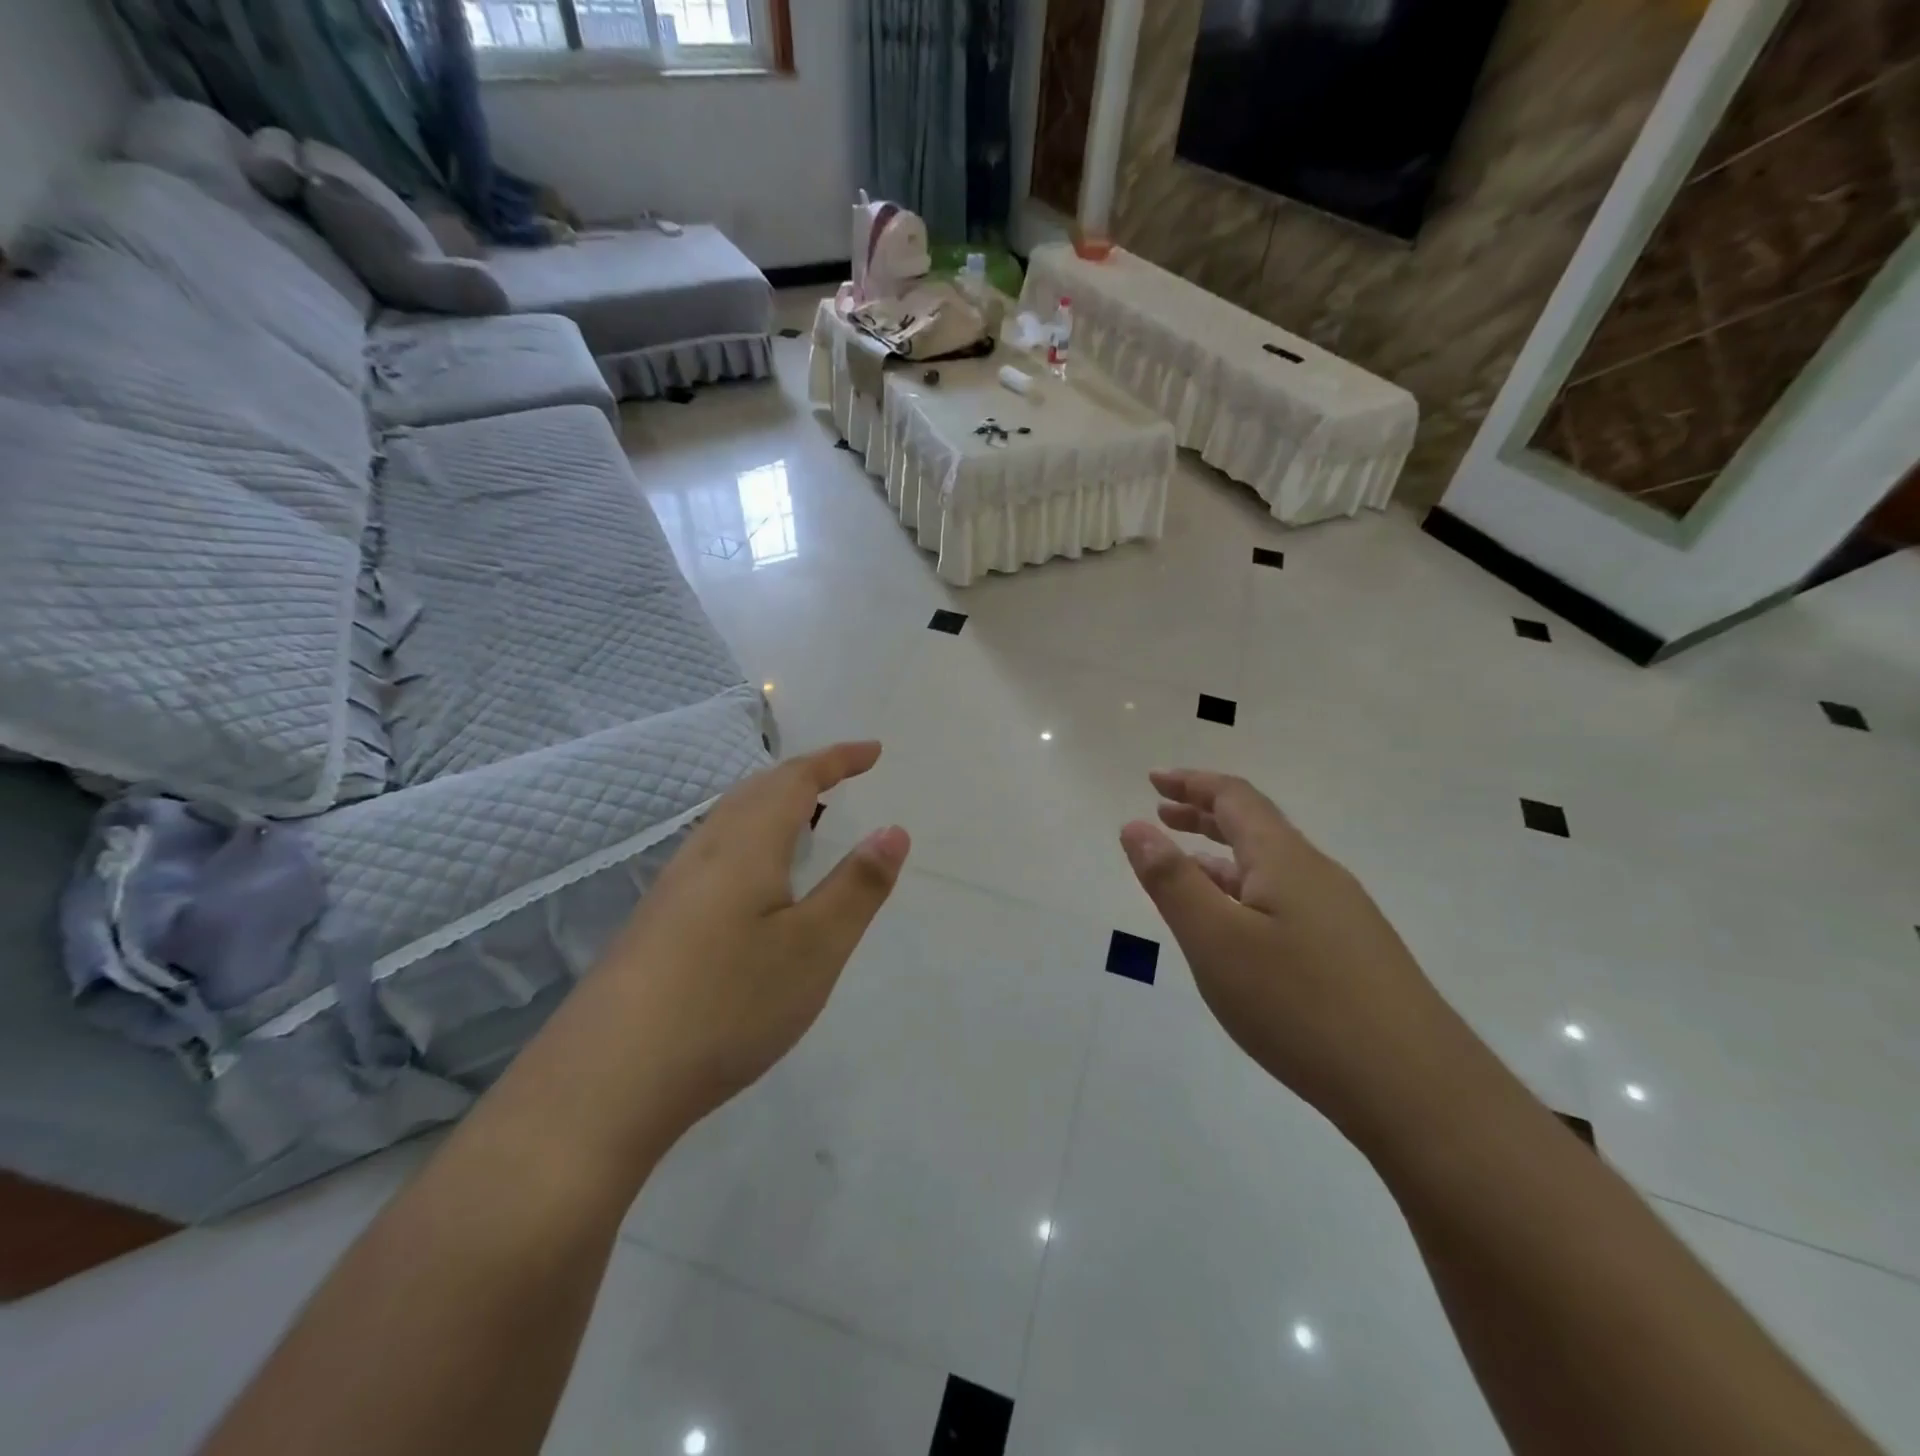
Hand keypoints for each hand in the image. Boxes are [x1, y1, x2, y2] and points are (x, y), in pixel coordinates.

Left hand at [592, 741, 910, 1130]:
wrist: (606, 1081)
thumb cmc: (728, 1004)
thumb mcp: (814, 948)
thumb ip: (857, 886)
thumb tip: (893, 829)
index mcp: (746, 845)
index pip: (795, 779)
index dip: (836, 759)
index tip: (873, 752)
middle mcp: (704, 853)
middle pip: (756, 790)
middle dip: (803, 775)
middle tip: (842, 778)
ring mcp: (672, 888)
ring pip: (729, 821)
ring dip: (771, 804)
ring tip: (804, 820)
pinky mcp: (656, 923)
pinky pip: (714, 853)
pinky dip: (749, 839)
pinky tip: (752, 882)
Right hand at [1120, 770, 1470, 1135]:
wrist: (1416, 1090)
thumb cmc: (1300, 1004)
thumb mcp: (1216, 940)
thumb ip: (1171, 880)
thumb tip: (1135, 826)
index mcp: (1285, 859)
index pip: (1234, 797)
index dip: (1192, 783)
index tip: (1153, 779)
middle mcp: (1318, 875)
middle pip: (1256, 826)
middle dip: (1204, 814)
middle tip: (1162, 813)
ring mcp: (1342, 915)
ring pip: (1271, 868)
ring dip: (1223, 857)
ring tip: (1186, 868)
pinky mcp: (1353, 953)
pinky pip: (1286, 900)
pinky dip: (1247, 893)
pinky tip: (1237, 929)